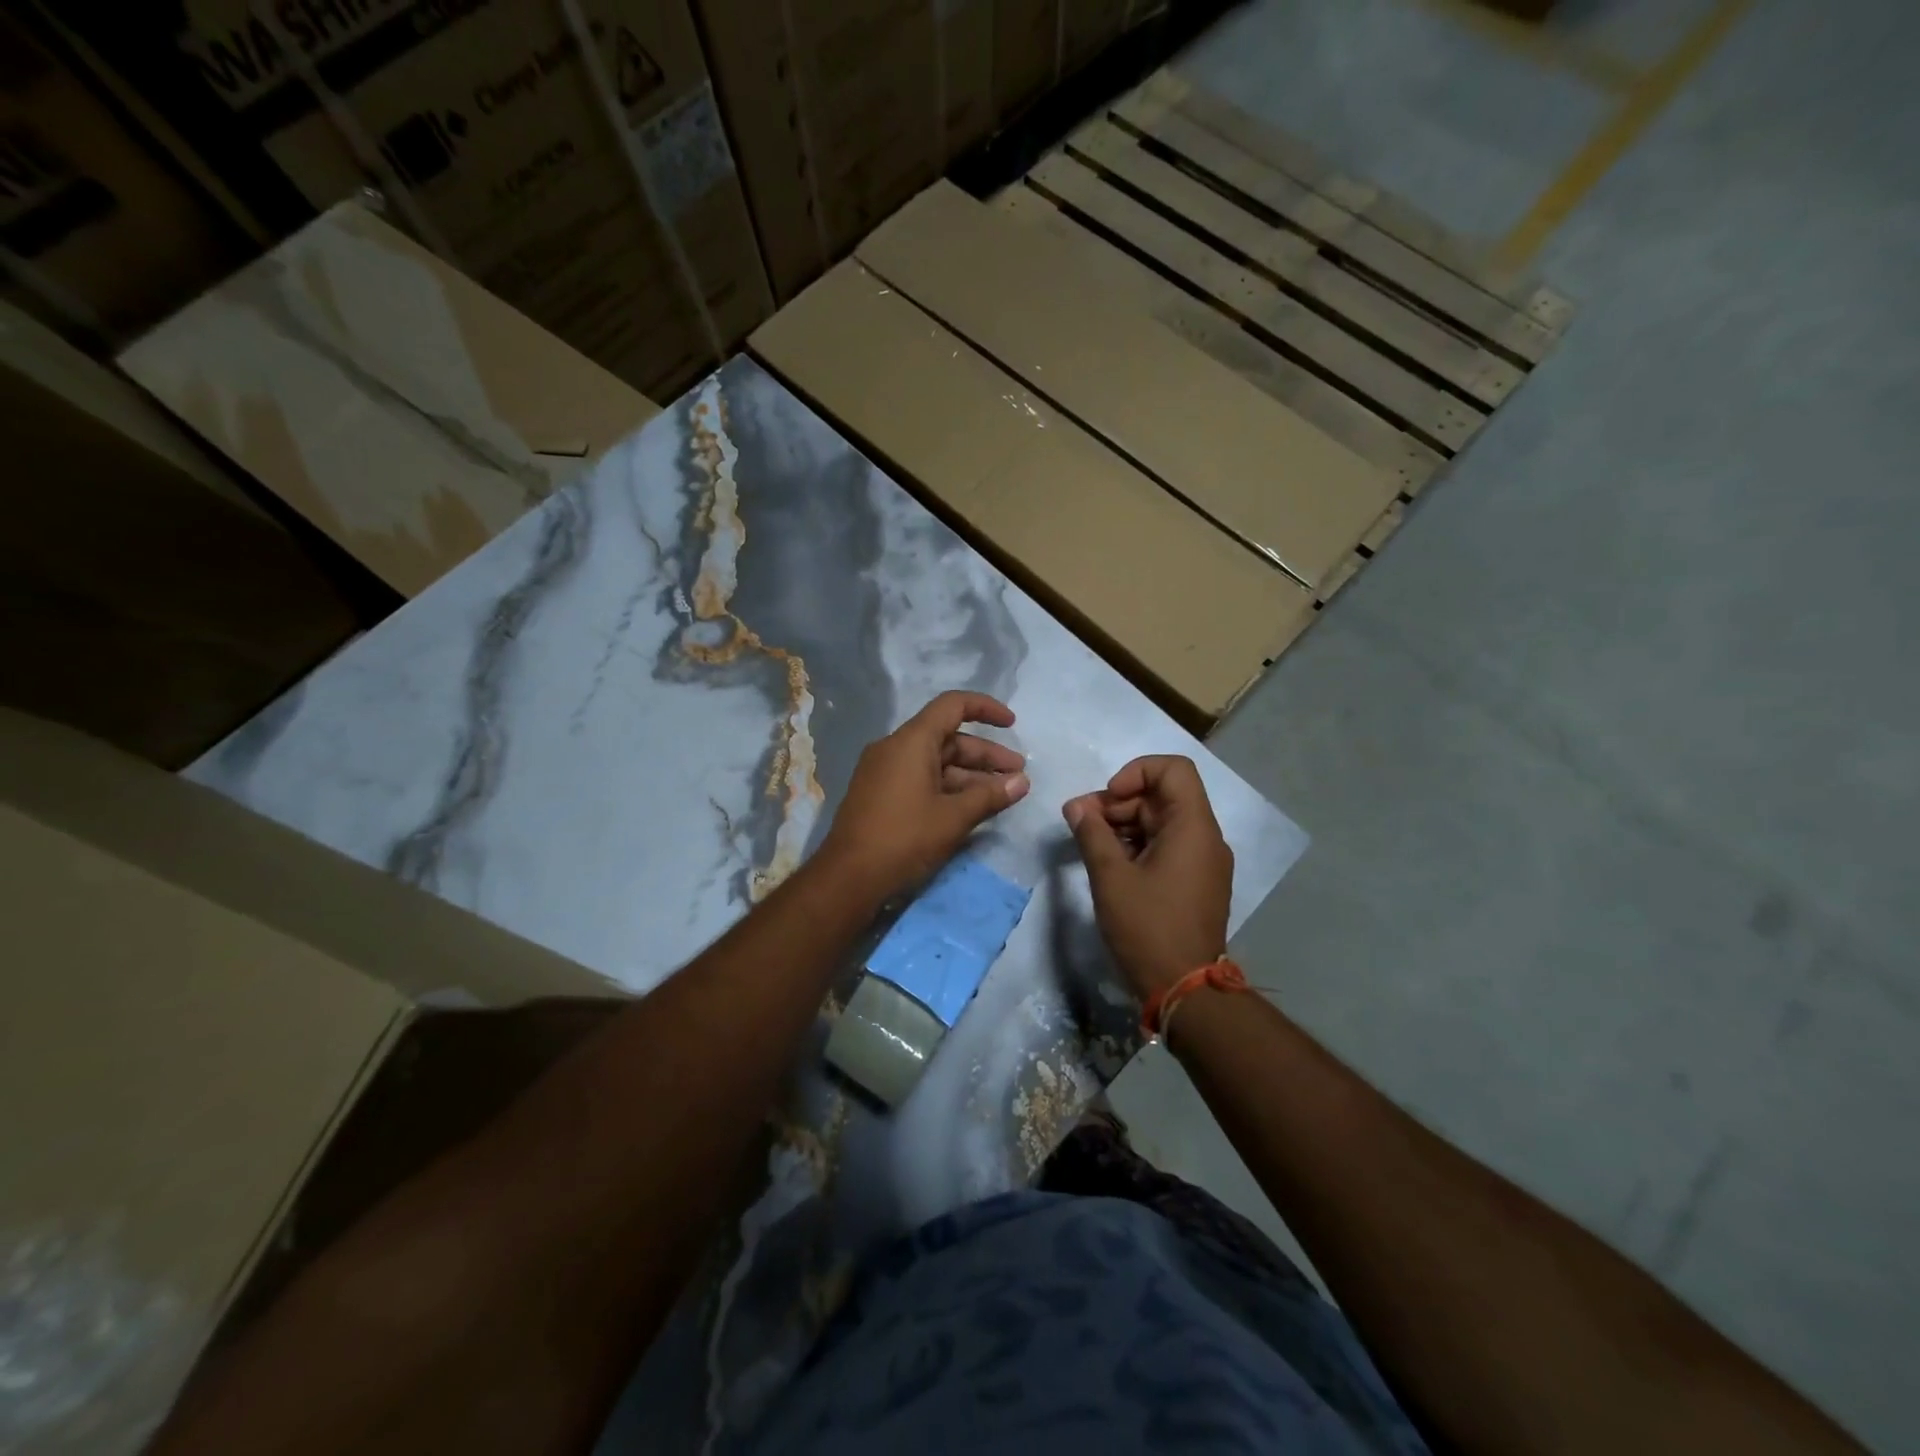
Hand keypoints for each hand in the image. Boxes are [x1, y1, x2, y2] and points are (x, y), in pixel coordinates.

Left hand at [819, 691, 1030, 902]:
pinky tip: (971, 807)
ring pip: (936, 762)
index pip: (953, 706)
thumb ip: (990, 795)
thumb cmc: (904, 839)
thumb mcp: (953, 818)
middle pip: (948, 738)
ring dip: (970, 776)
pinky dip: (948, 787)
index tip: (1012, 725)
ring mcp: (884, 771)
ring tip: (1002, 795)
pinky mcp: (879, 794)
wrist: (848, 878)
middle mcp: (894, 748)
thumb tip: (1022, 782)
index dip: (986, 709)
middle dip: (986, 755)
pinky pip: (920, 778)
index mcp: (911, 741)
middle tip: (1018, 776)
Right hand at [1063, 756, 1233, 998]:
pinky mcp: (1195, 882)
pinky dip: (1137, 845)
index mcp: (1193, 827)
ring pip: (1161, 822)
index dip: (1136, 772)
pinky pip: (1166, 846)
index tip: (1107, 798)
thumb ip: (1092, 833)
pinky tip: (1108, 862)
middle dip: (1118, 802)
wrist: (1185, 990)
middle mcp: (1205, 838)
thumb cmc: (1148, 928)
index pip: (1173, 769)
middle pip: (1162, 796)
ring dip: (1123, 824)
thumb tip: (1076, 807)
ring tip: (1087, 841)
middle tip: (1080, 821)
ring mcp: (1203, 862)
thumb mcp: (1111, 877)